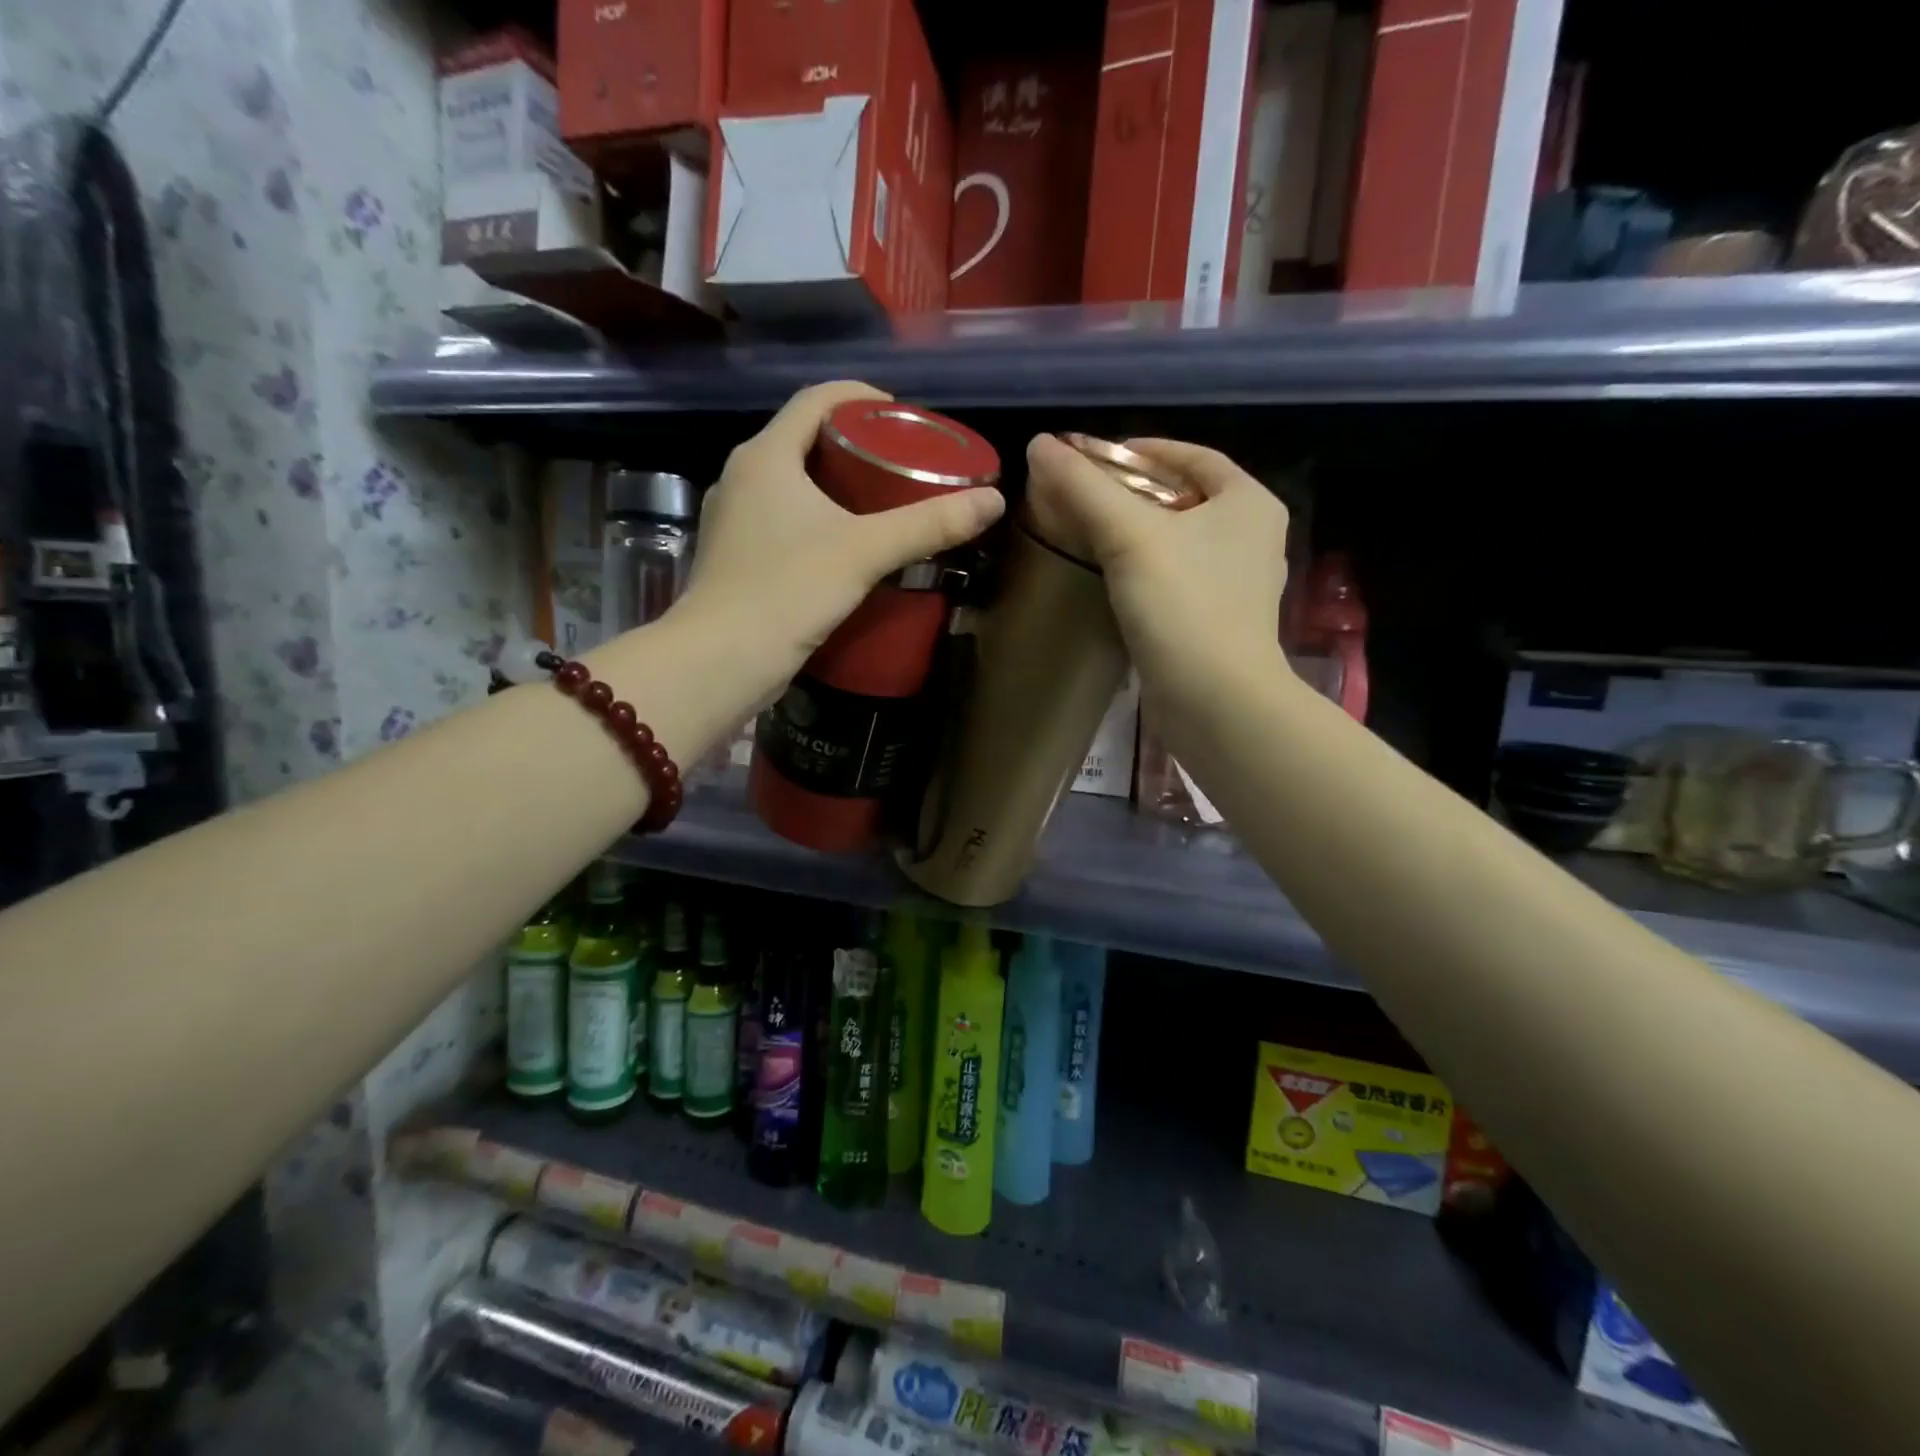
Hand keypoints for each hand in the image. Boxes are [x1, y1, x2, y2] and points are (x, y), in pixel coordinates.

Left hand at [676, 381, 1004, 703]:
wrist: (722, 660)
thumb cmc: (789, 590)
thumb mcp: (866, 552)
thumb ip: (929, 525)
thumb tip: (995, 501)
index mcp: (766, 456)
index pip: (816, 399)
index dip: (861, 397)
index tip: (902, 415)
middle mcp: (742, 476)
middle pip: (804, 439)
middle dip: (854, 443)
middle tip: (901, 461)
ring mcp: (734, 518)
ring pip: (791, 482)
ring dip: (835, 484)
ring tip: (881, 502)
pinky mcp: (736, 556)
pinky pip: (782, 518)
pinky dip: (816, 518)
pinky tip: (845, 545)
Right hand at [1024, 433, 1289, 707]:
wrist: (1215, 701)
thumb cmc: (1183, 606)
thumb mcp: (1129, 537)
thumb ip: (1085, 487)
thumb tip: (1039, 444)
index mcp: (1249, 502)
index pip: (1191, 456)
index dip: (1140, 450)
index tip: (1092, 458)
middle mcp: (1253, 537)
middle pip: (1184, 498)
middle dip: (1133, 494)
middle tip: (1082, 497)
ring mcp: (1238, 584)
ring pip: (1180, 542)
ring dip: (1138, 535)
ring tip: (1089, 534)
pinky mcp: (1219, 622)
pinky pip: (1177, 579)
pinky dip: (1146, 571)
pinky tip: (1112, 580)